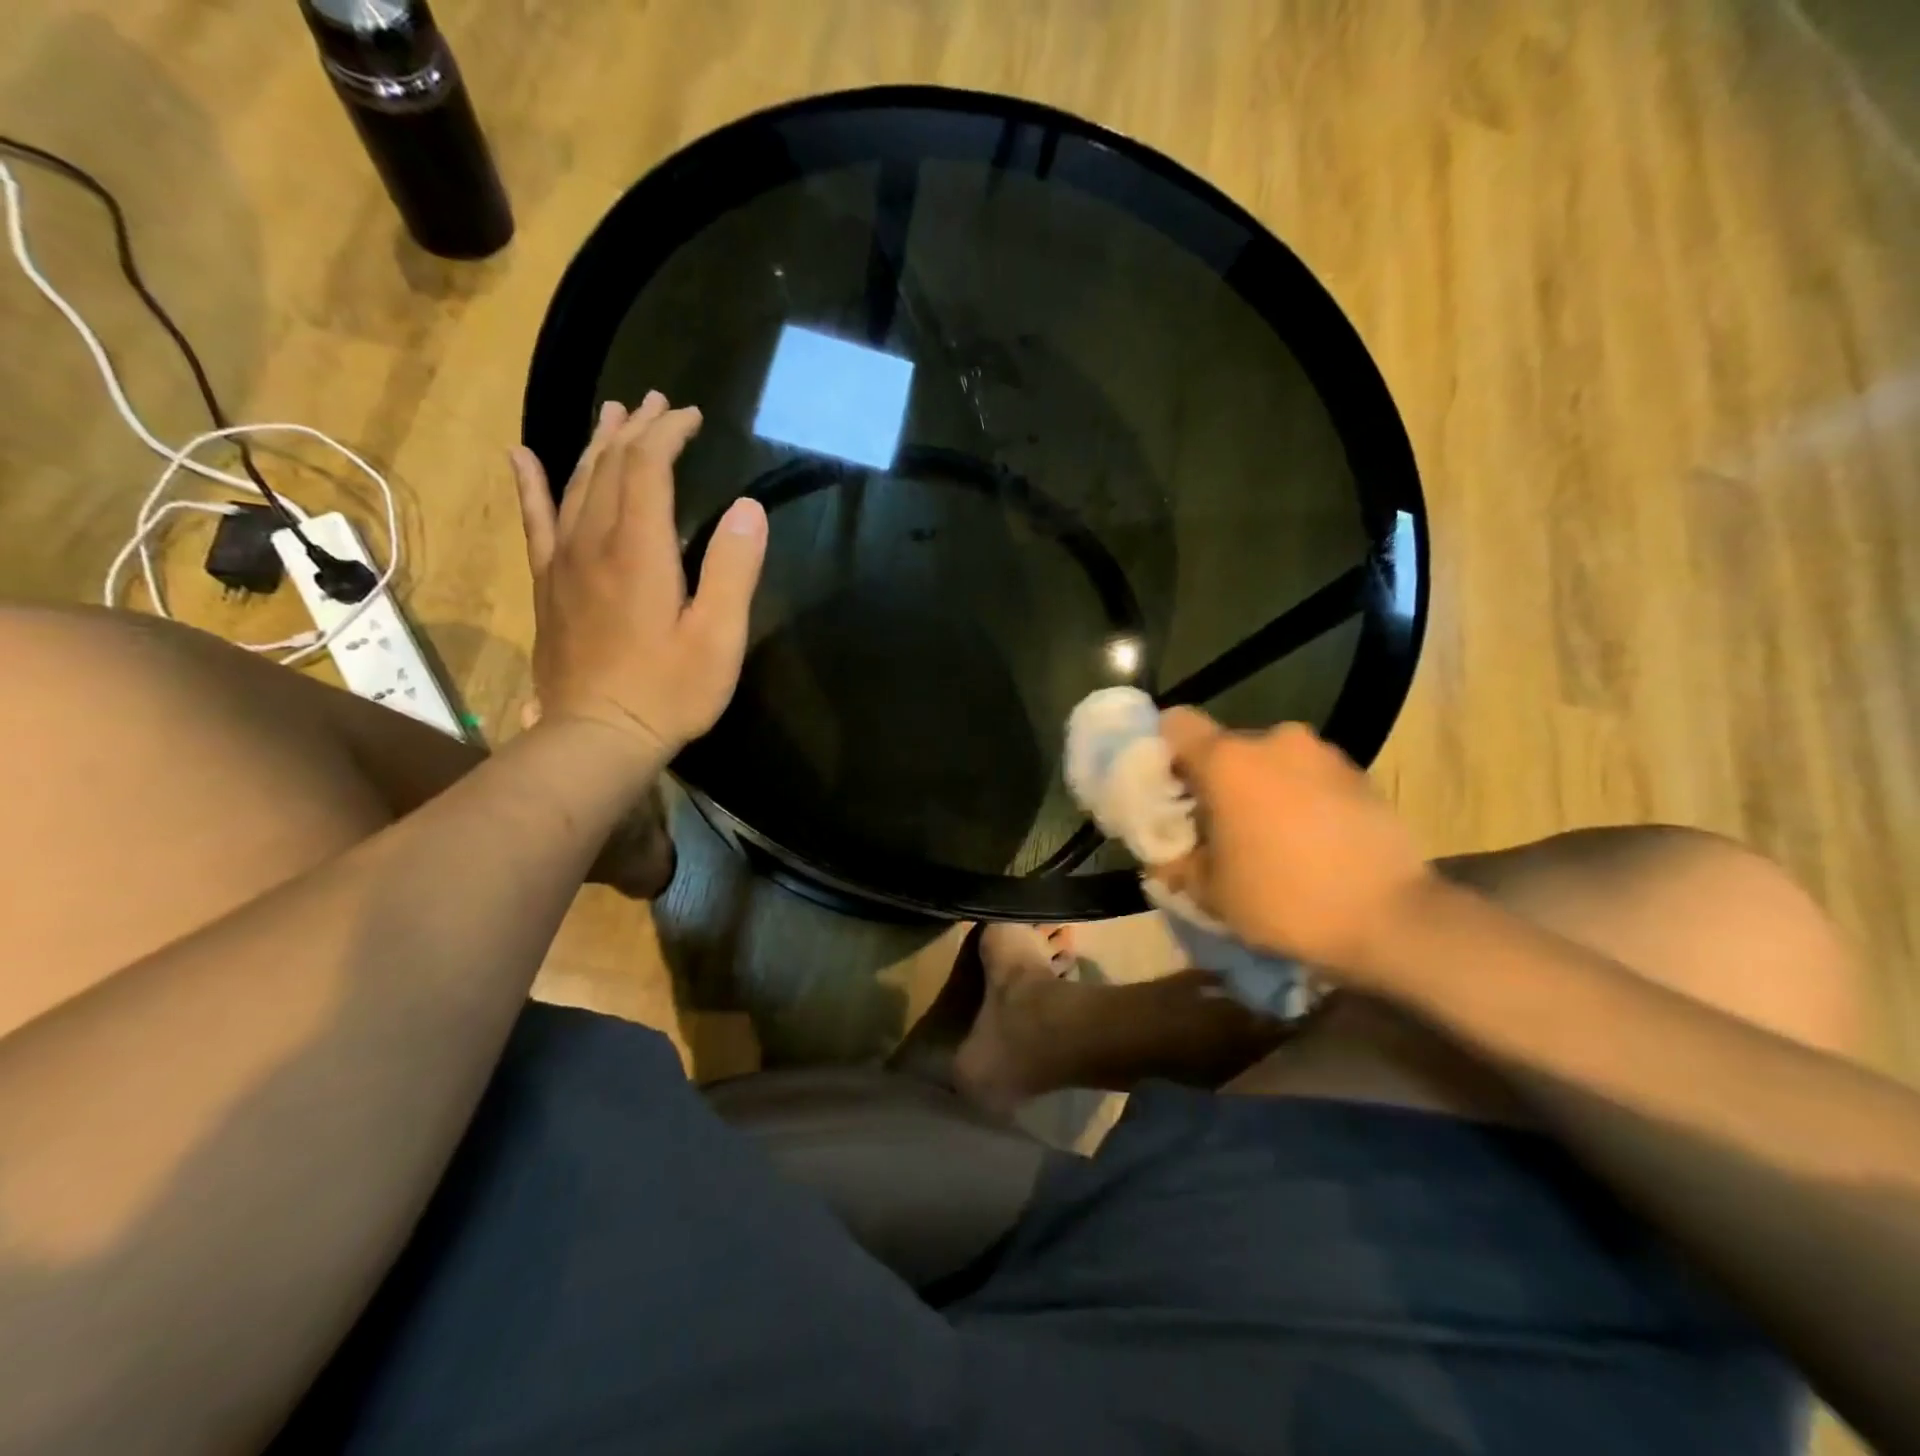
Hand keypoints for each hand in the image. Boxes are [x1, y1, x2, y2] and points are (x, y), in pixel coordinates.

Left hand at [509, 391, 767, 760]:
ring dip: (597, 444)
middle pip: (610, 466)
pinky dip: (532, 484)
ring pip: (576, 484)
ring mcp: (563, 562)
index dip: (668, 433)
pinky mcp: (547, 585)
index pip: (648, 467)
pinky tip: (525, 456)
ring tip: (613, 413)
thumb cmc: (669, 691)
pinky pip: (536, 521)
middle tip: (659, 403)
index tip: (691, 416)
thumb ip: (733, 570)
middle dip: (637, 429)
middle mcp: (594, 542)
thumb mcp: (719, 637)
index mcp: (640, 550)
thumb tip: (748, 508)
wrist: (597, 736)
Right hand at [1157, 708, 1435, 976]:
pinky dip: (1299, 797)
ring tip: (1269, 837)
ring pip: (1270, 762)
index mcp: (1228, 760)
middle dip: (1216, 781)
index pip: (1175, 724)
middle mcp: (1274, 741)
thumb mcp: (1211, 893)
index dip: (1163, 751)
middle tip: (1218, 826)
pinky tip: (1310, 841)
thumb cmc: (1285, 899)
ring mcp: (1323, 754)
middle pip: (1225, 747)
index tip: (1169, 790)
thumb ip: (1176, 863)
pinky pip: (1309, 775)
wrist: (1394, 919)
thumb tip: (1164, 855)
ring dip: (1261, 789)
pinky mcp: (1359, 774)